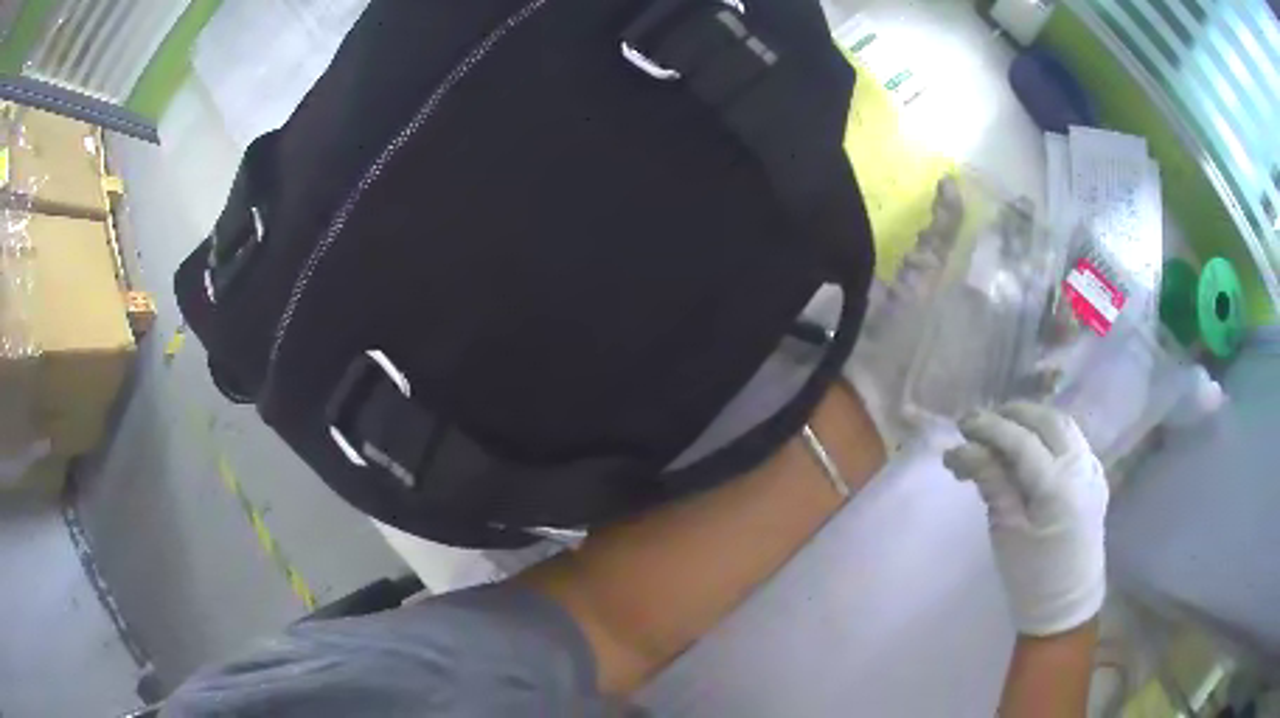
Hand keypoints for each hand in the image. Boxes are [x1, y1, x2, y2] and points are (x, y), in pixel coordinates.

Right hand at [943, 402, 1107, 636]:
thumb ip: (991, 482)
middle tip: (982, 423)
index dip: (991, 427)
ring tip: (1005, 429)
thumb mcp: (1005, 531)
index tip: (962, 424)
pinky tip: (1032, 446)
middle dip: (1014, 414)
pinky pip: (1073, 440)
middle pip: (1047, 421)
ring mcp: (1093, 469)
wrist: (1067, 604)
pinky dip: (1049, 433)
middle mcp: (1082, 467)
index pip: (1022, 440)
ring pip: (1063, 425)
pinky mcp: (1096, 476)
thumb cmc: (1031, 577)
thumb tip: (962, 449)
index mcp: (1058, 487)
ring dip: (1033, 419)